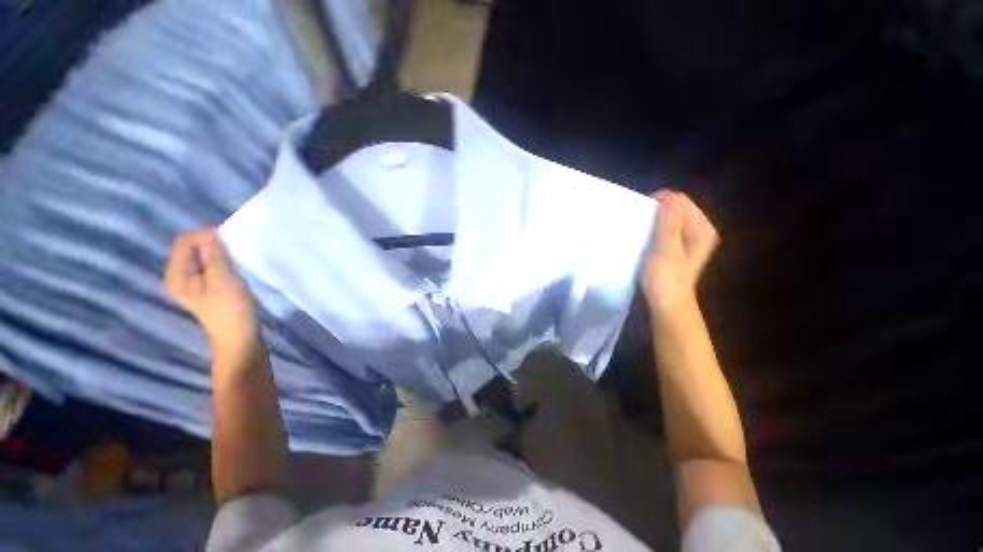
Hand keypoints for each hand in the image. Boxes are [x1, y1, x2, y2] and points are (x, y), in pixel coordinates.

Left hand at [165, 229, 260, 364]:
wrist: (241, 340)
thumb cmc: (231, 310)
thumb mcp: (224, 279)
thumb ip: (215, 255)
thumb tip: (211, 233)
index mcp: (177, 275)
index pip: (185, 242)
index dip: (206, 236)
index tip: (231, 240)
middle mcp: (181, 278)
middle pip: (192, 249)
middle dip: (214, 245)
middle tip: (236, 251)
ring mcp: (195, 285)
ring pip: (205, 259)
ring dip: (221, 255)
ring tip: (238, 260)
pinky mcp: (210, 290)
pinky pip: (213, 268)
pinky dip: (224, 264)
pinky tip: (237, 270)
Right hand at [643, 190, 718, 319]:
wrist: (667, 305)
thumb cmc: (667, 279)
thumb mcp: (666, 250)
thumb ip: (669, 223)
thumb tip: (669, 197)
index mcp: (702, 229)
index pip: (682, 202)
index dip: (662, 202)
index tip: (642, 211)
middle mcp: (699, 231)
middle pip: (677, 208)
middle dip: (658, 210)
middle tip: (639, 221)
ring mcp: (689, 240)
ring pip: (670, 219)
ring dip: (655, 220)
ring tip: (640, 228)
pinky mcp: (677, 248)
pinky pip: (666, 229)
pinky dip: (655, 229)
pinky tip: (645, 237)